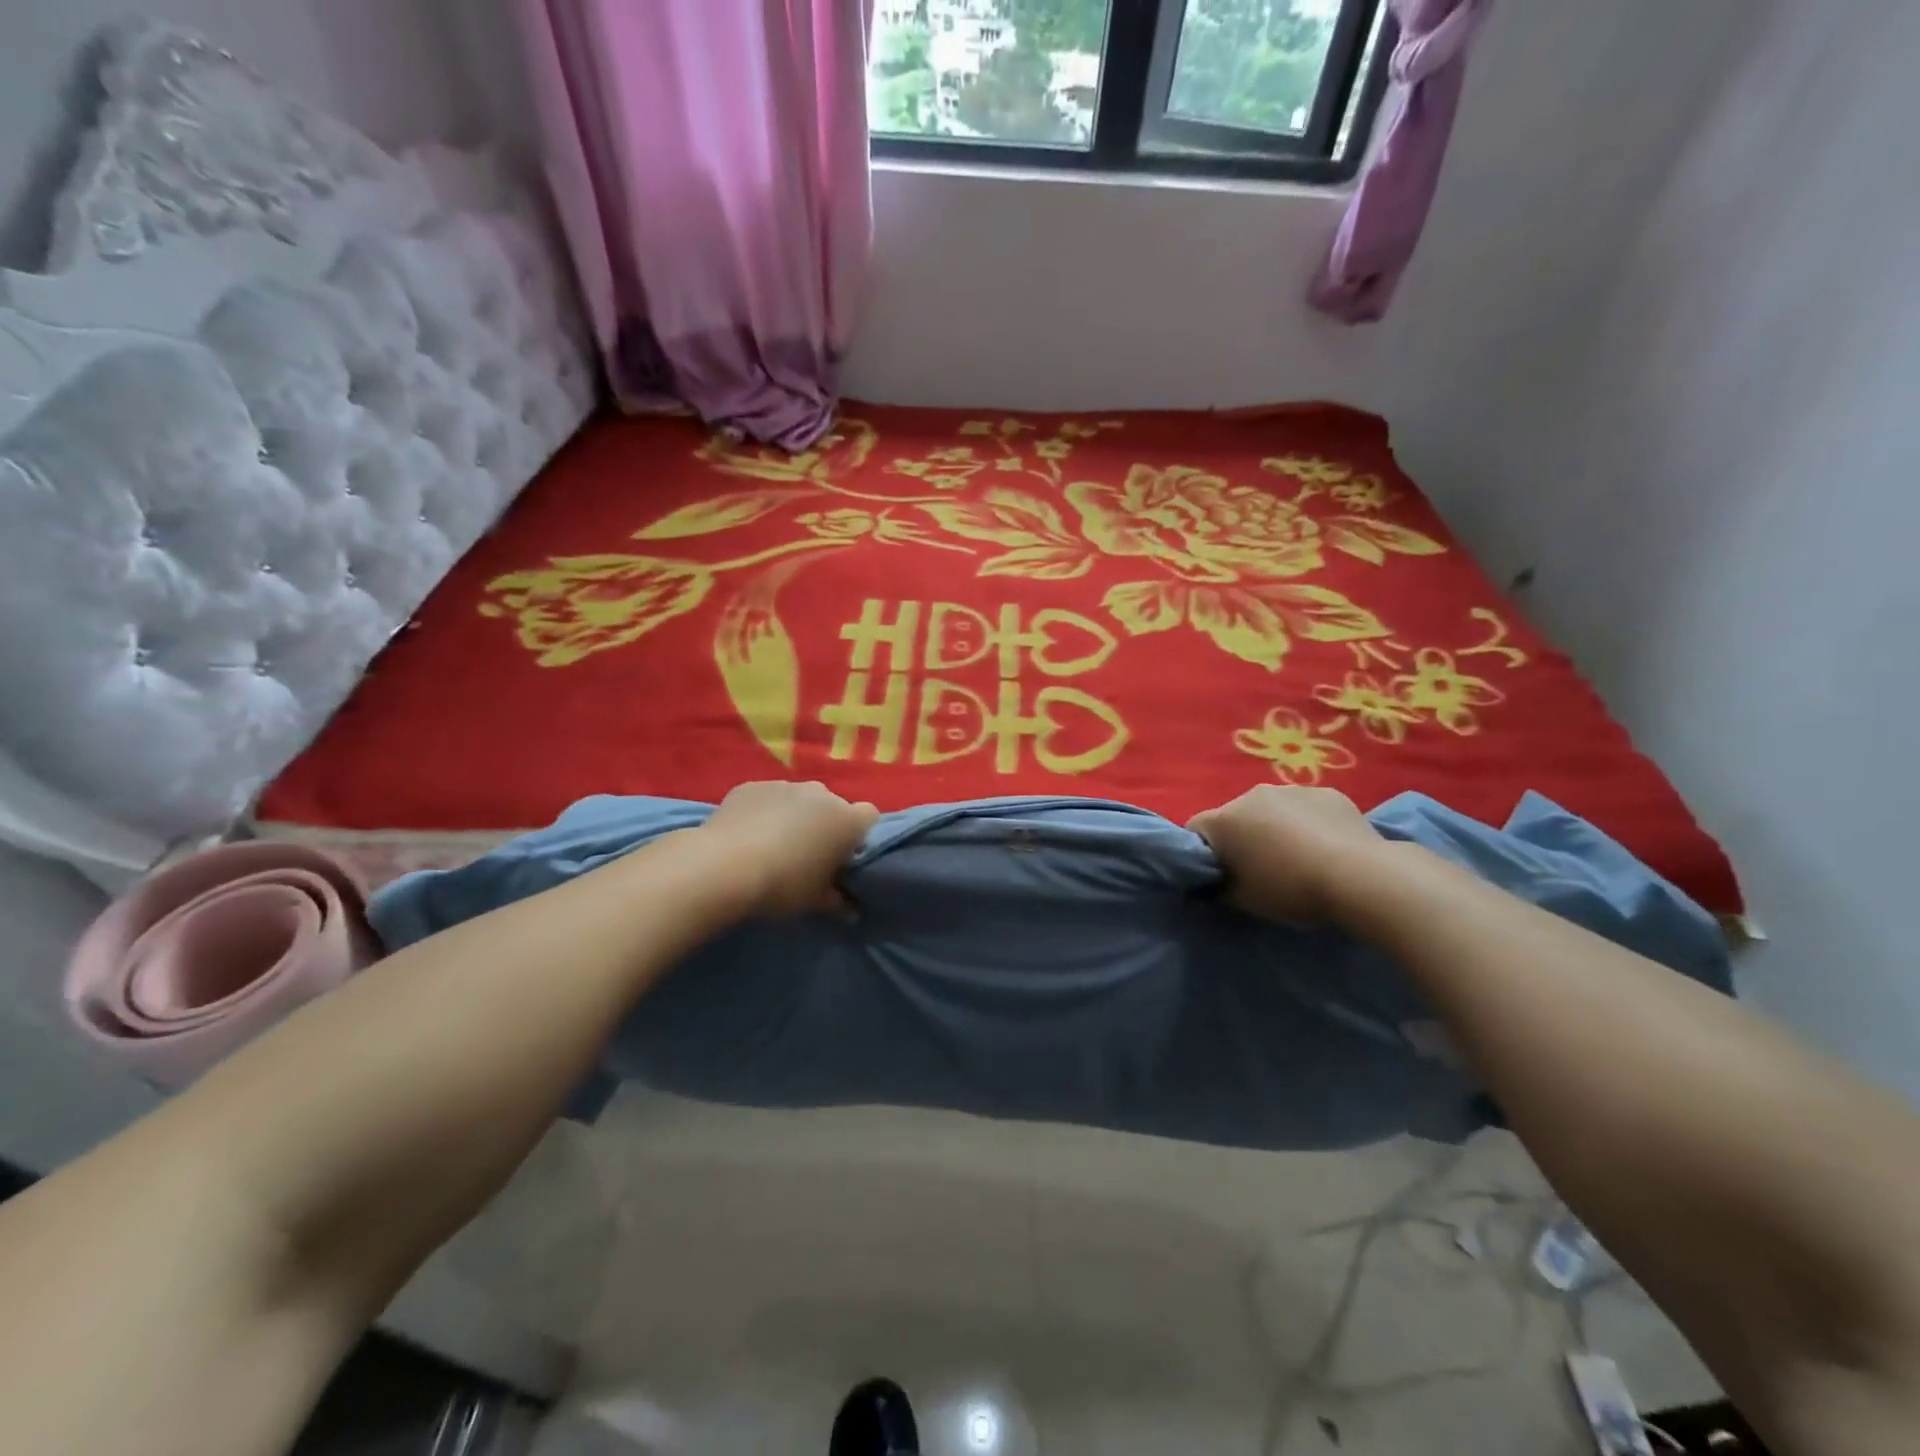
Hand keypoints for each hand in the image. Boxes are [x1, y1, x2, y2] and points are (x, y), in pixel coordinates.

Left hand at [697, 781, 878, 916]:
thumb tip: (852, 913)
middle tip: (807, 855)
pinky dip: (763, 811)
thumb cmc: (783, 885)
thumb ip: (838, 902)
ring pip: (799, 800)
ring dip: (794, 816)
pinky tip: (747, 834)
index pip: (869, 817)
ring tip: (772, 844)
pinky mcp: (752, 785)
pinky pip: (767, 797)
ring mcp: (785, 785)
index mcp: (847, 820)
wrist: (723, 867)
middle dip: (824, 825)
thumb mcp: (815, 901)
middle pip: (832, 806)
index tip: (843, 856)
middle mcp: (822, 794)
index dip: (858, 835)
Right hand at [1188, 786, 1387, 923]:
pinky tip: (1326, 848)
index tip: (1218, 876)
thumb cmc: (1289, 889)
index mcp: (1223, 819)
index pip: (1195, 831)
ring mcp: (1292, 790)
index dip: (1203, 854)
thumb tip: (1208, 882)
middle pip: (1234, 817)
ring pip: (1271, 810)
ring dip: (1275, 829)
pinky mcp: (1327, 793)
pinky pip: (1306, 809)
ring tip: (1298, 860)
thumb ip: (1216, 887)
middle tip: (1260, 870)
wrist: (1359, 876)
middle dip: (1241, 838)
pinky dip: (1308, 824)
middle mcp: (1251, 795)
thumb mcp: (1242, 900)